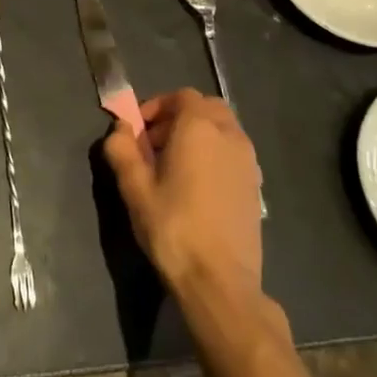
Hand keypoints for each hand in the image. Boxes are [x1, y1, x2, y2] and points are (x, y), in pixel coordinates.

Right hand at [101, 89, 263, 302]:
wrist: (220, 280)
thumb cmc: (172, 227)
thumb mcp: (134, 188)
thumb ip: (122, 149)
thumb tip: (120, 129)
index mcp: (199, 128)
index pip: (181, 96)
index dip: (156, 106)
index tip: (137, 131)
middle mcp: (230, 136)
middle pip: (206, 108)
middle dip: (178, 117)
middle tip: (154, 145)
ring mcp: (248, 162)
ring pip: (223, 130)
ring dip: (198, 135)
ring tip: (174, 167)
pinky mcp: (256, 186)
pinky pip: (233, 153)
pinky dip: (214, 155)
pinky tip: (196, 187)